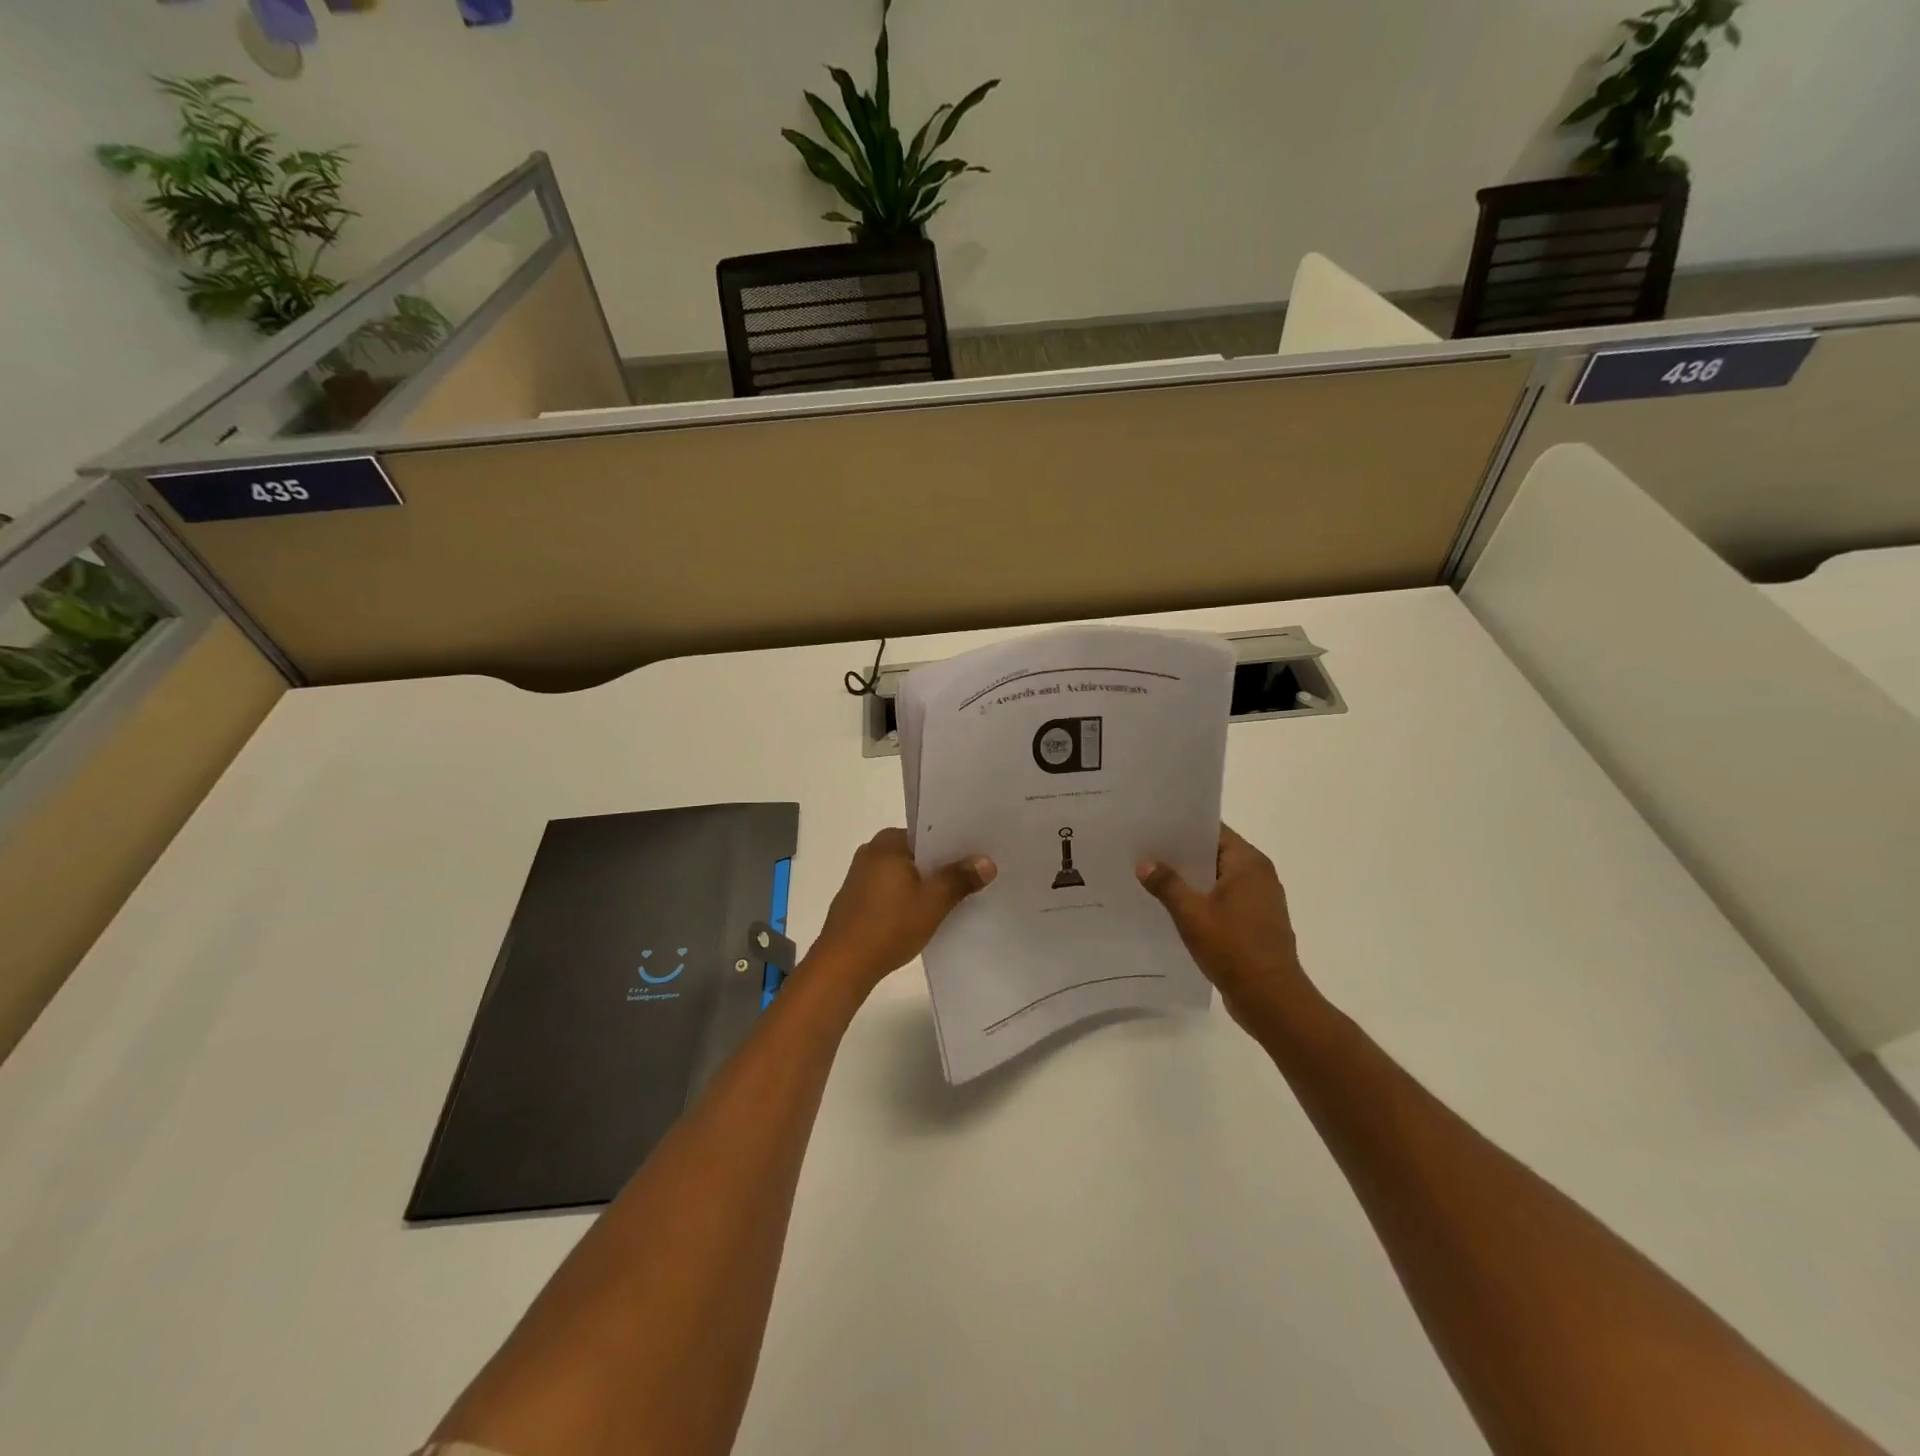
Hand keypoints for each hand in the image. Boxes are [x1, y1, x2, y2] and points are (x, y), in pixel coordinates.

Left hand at [808, 829, 996, 996]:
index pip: (928, 832)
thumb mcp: (933, 902)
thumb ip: (960, 879)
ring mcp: (861, 876)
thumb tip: (987, 861)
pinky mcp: (858, 899)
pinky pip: (892, 889)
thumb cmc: (889, 926)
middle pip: (917, 853)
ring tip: (958, 895)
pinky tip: (927, 913)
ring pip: (905, 873)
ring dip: (926, 883)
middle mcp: (871, 852)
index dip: (955, 843)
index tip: (979, 853)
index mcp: (887, 842)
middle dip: (943, 865)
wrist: (842, 966)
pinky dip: (909, 897)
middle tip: (976, 875)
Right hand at [1137, 824, 1317, 1030]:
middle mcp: (1259, 876)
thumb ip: (1167, 884)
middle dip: (1181, 855)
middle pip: (1214, 854)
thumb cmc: (1234, 948)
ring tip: (1151, 878)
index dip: (1183, 828)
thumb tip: (1145, 863)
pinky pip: (1222, 902)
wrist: (1271, 999)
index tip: (1153, 826)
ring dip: (1190, 881)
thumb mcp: (1192, 913)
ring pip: (1217, 880)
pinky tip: (1173, 909)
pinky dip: (1201, 901)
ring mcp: (1259, 901)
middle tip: (1144, 851)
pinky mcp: (1255, 924)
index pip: (1213, 831)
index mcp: (1249, 864)